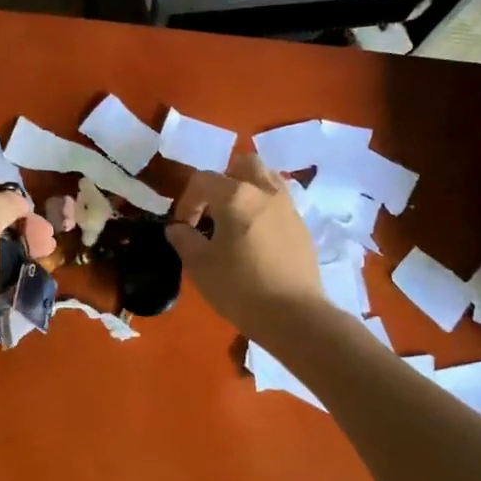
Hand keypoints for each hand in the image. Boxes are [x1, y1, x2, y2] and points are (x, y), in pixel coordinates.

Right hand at [166, 153, 324, 338]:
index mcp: (236, 196)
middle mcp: (265, 192)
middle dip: (224, 180)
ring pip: (267, 179)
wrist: (294, 316)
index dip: (187, 201)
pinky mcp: (302, 227)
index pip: (203, 180)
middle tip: (214, 210)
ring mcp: (289, 208)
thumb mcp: (200, 266)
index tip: (184, 227)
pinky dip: (265, 210)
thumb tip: (177, 228)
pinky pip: (280, 204)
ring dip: (248, 190)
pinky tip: (257, 239)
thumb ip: (184, 240)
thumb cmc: (240, 288)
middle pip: (244, 164)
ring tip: (236, 220)